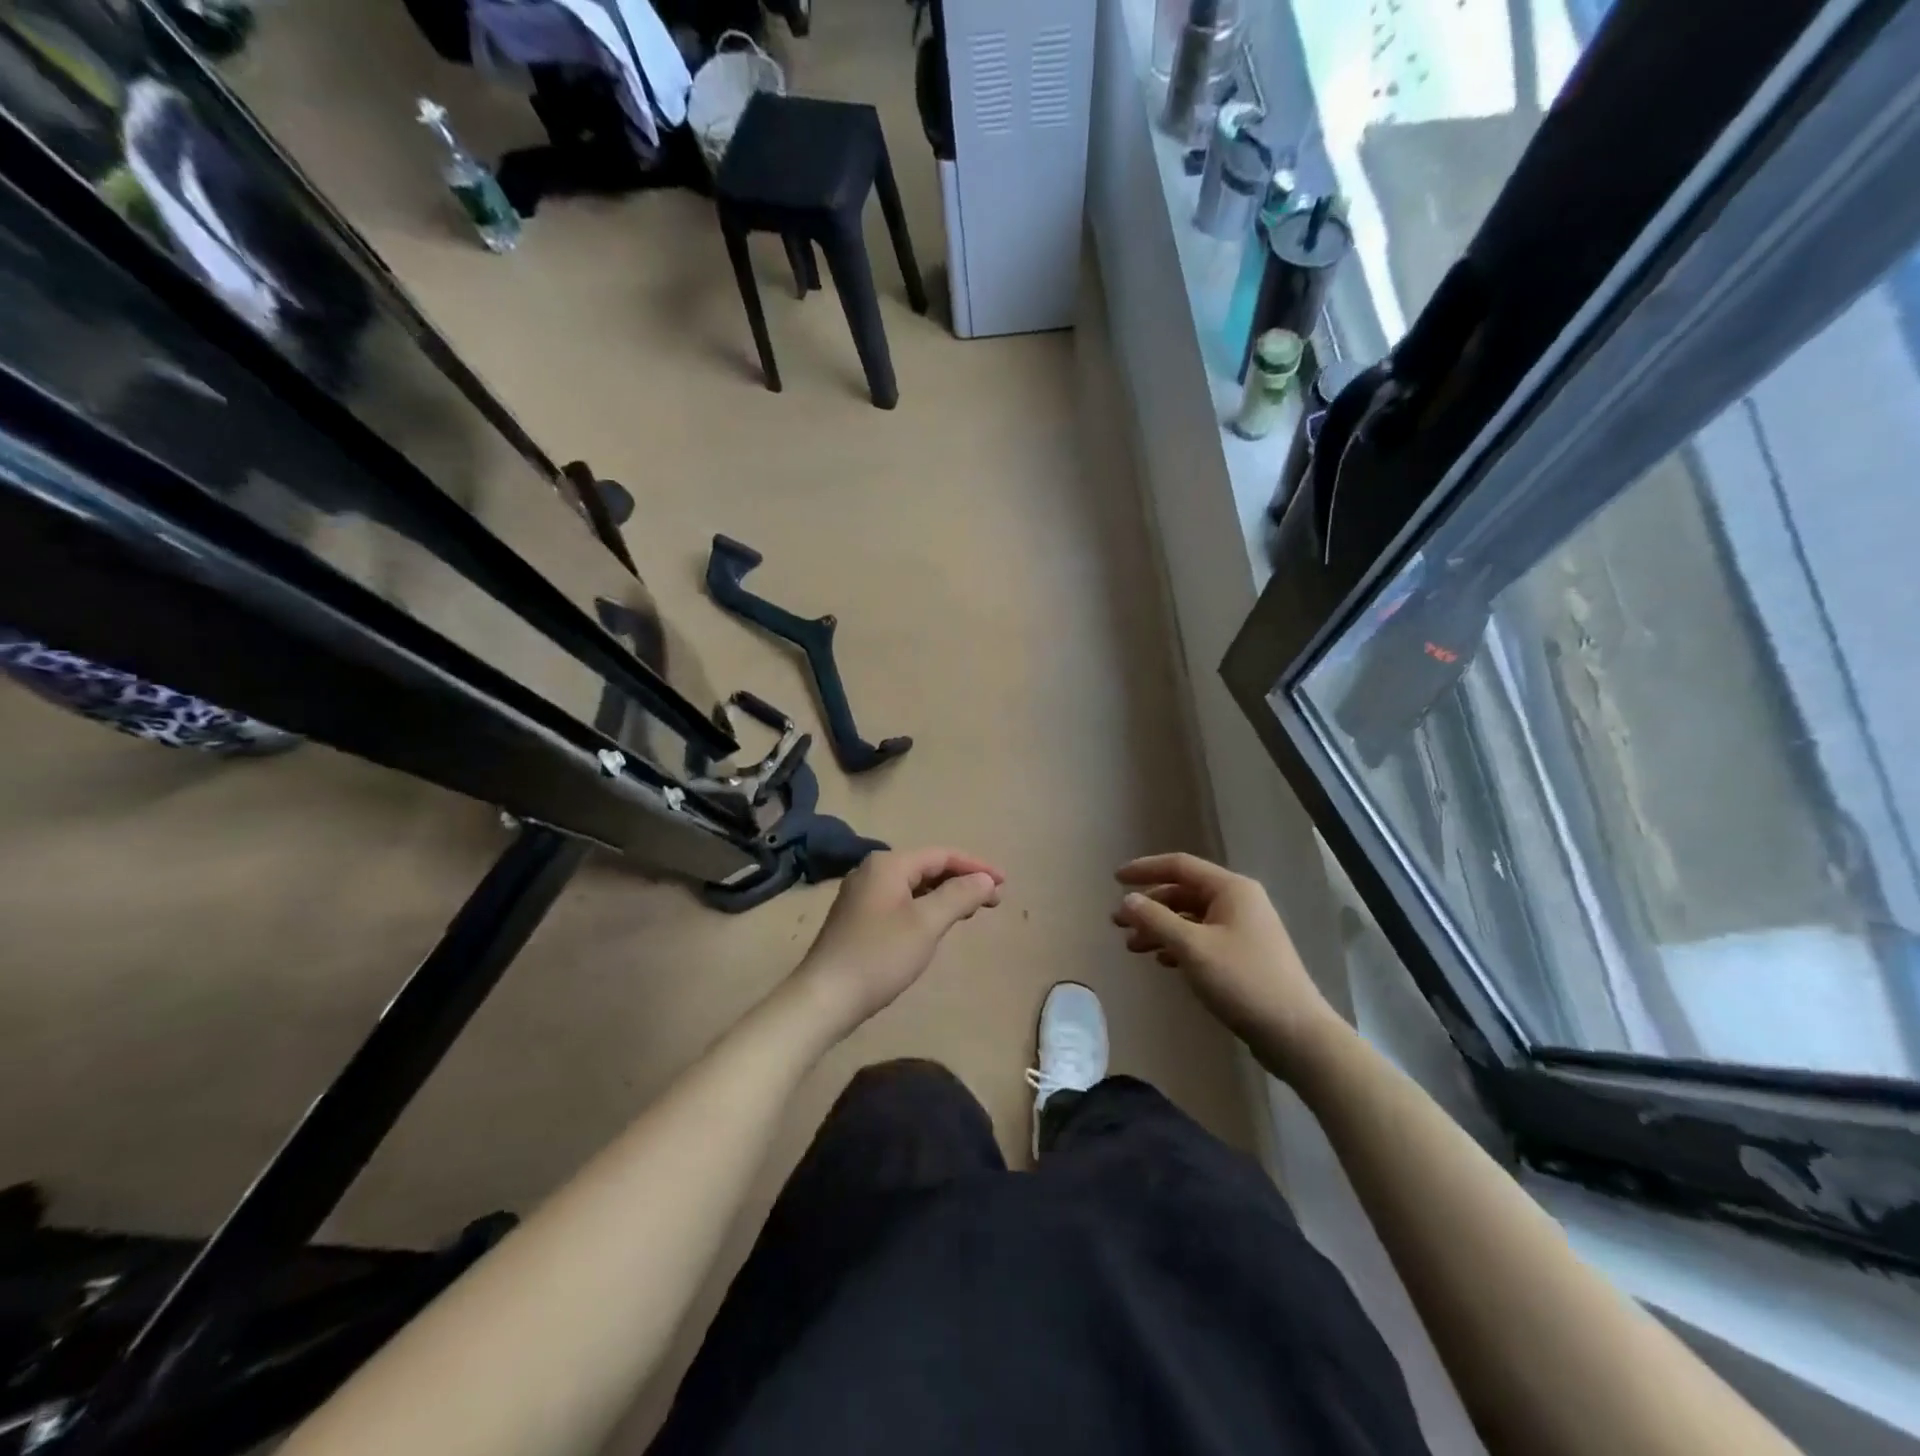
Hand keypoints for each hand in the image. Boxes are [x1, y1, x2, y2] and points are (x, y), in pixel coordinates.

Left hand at [791, 847, 1004, 1039]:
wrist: (824, 997)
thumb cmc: (879, 956)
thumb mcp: (926, 924)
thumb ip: (959, 896)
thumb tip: (985, 879)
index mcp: (888, 864)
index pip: (942, 855)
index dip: (976, 867)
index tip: (1004, 884)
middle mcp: (873, 870)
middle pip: (928, 867)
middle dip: (962, 880)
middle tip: (993, 902)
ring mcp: (862, 894)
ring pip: (914, 885)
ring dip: (945, 894)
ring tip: (972, 911)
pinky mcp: (858, 917)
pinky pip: (901, 900)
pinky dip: (925, 906)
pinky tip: (937, 923)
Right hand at [1112, 852, 1339, 1074]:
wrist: (1295, 1033)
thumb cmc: (1242, 981)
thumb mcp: (1192, 948)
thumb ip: (1156, 920)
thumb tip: (1128, 900)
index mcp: (1231, 889)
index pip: (1179, 866)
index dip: (1145, 869)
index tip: (1115, 880)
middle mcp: (1239, 902)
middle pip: (1183, 893)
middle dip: (1149, 906)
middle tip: (1117, 923)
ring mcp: (1243, 929)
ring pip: (1191, 918)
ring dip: (1160, 928)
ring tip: (1133, 947)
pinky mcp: (1244, 955)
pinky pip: (1202, 938)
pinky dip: (1178, 945)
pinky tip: (1161, 960)